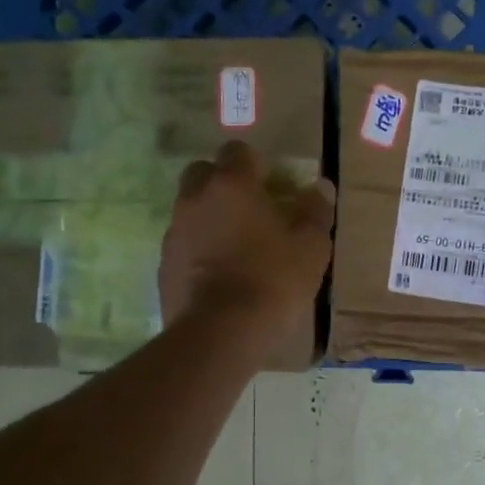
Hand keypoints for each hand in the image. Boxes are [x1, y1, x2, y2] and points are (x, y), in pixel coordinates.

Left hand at [160, 140, 335, 346]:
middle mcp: (195, 198)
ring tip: (236, 247)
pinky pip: (183, 243)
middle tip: (250, 210)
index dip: (255, 164)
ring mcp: (175, 231)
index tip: (272, 186)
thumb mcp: (310, 248)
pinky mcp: (163, 264)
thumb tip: (320, 188)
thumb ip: (316, 212)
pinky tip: (218, 275)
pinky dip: (198, 248)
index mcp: (232, 185)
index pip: (237, 150)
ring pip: (190, 209)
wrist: (219, 334)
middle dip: (224, 184)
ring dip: (210, 217)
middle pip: (203, 173)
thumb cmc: (272, 281)